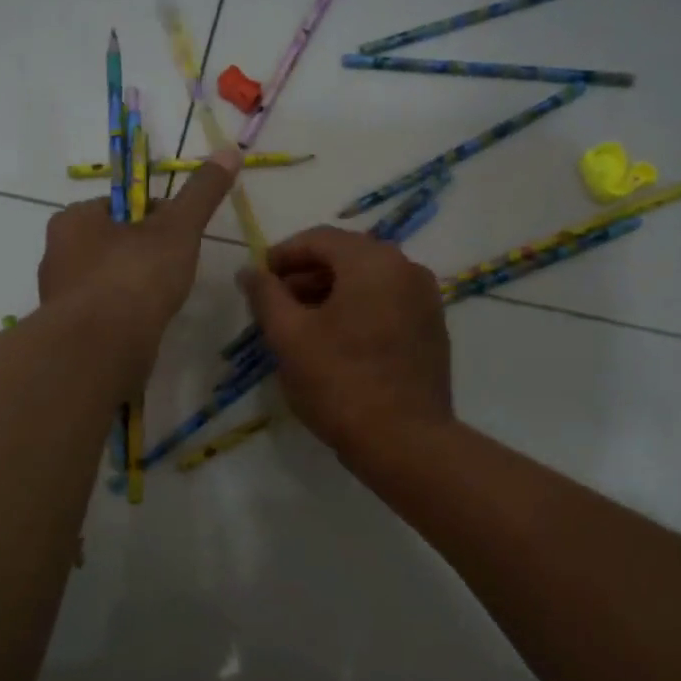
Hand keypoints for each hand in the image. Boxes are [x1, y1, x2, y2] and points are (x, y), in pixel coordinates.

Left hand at [38, 148, 240, 371]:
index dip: (158, 219)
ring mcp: (59, 296)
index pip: (122, 207)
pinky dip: (123, 316)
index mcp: (74, 219)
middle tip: (176, 271)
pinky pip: (102, 313)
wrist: (101, 348)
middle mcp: (57, 253)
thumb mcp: (177, 228)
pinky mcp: (67, 332)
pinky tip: (143, 326)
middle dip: (144, 254)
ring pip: (106, 280)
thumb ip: (202, 192)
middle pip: (113, 243)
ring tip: (162, 301)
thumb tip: (230, 151)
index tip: (182, 237)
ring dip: (133, 287)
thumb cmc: (135, 277)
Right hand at [240, 227, 453, 458]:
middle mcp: (407, 269)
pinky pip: (387, 303)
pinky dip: (357, 309)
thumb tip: (249, 271)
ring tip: (300, 324)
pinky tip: (336, 341)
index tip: (258, 279)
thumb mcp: (289, 337)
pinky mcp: (431, 329)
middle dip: (306, 275)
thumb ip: (265, 296)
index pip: (319, 239)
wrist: (404, 441)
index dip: (282, 254)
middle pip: (346, 256)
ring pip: (368, 281)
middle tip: (275, 303)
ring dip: (330, 293)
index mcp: (373, 262)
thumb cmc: (340, 383)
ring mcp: (425, 300)